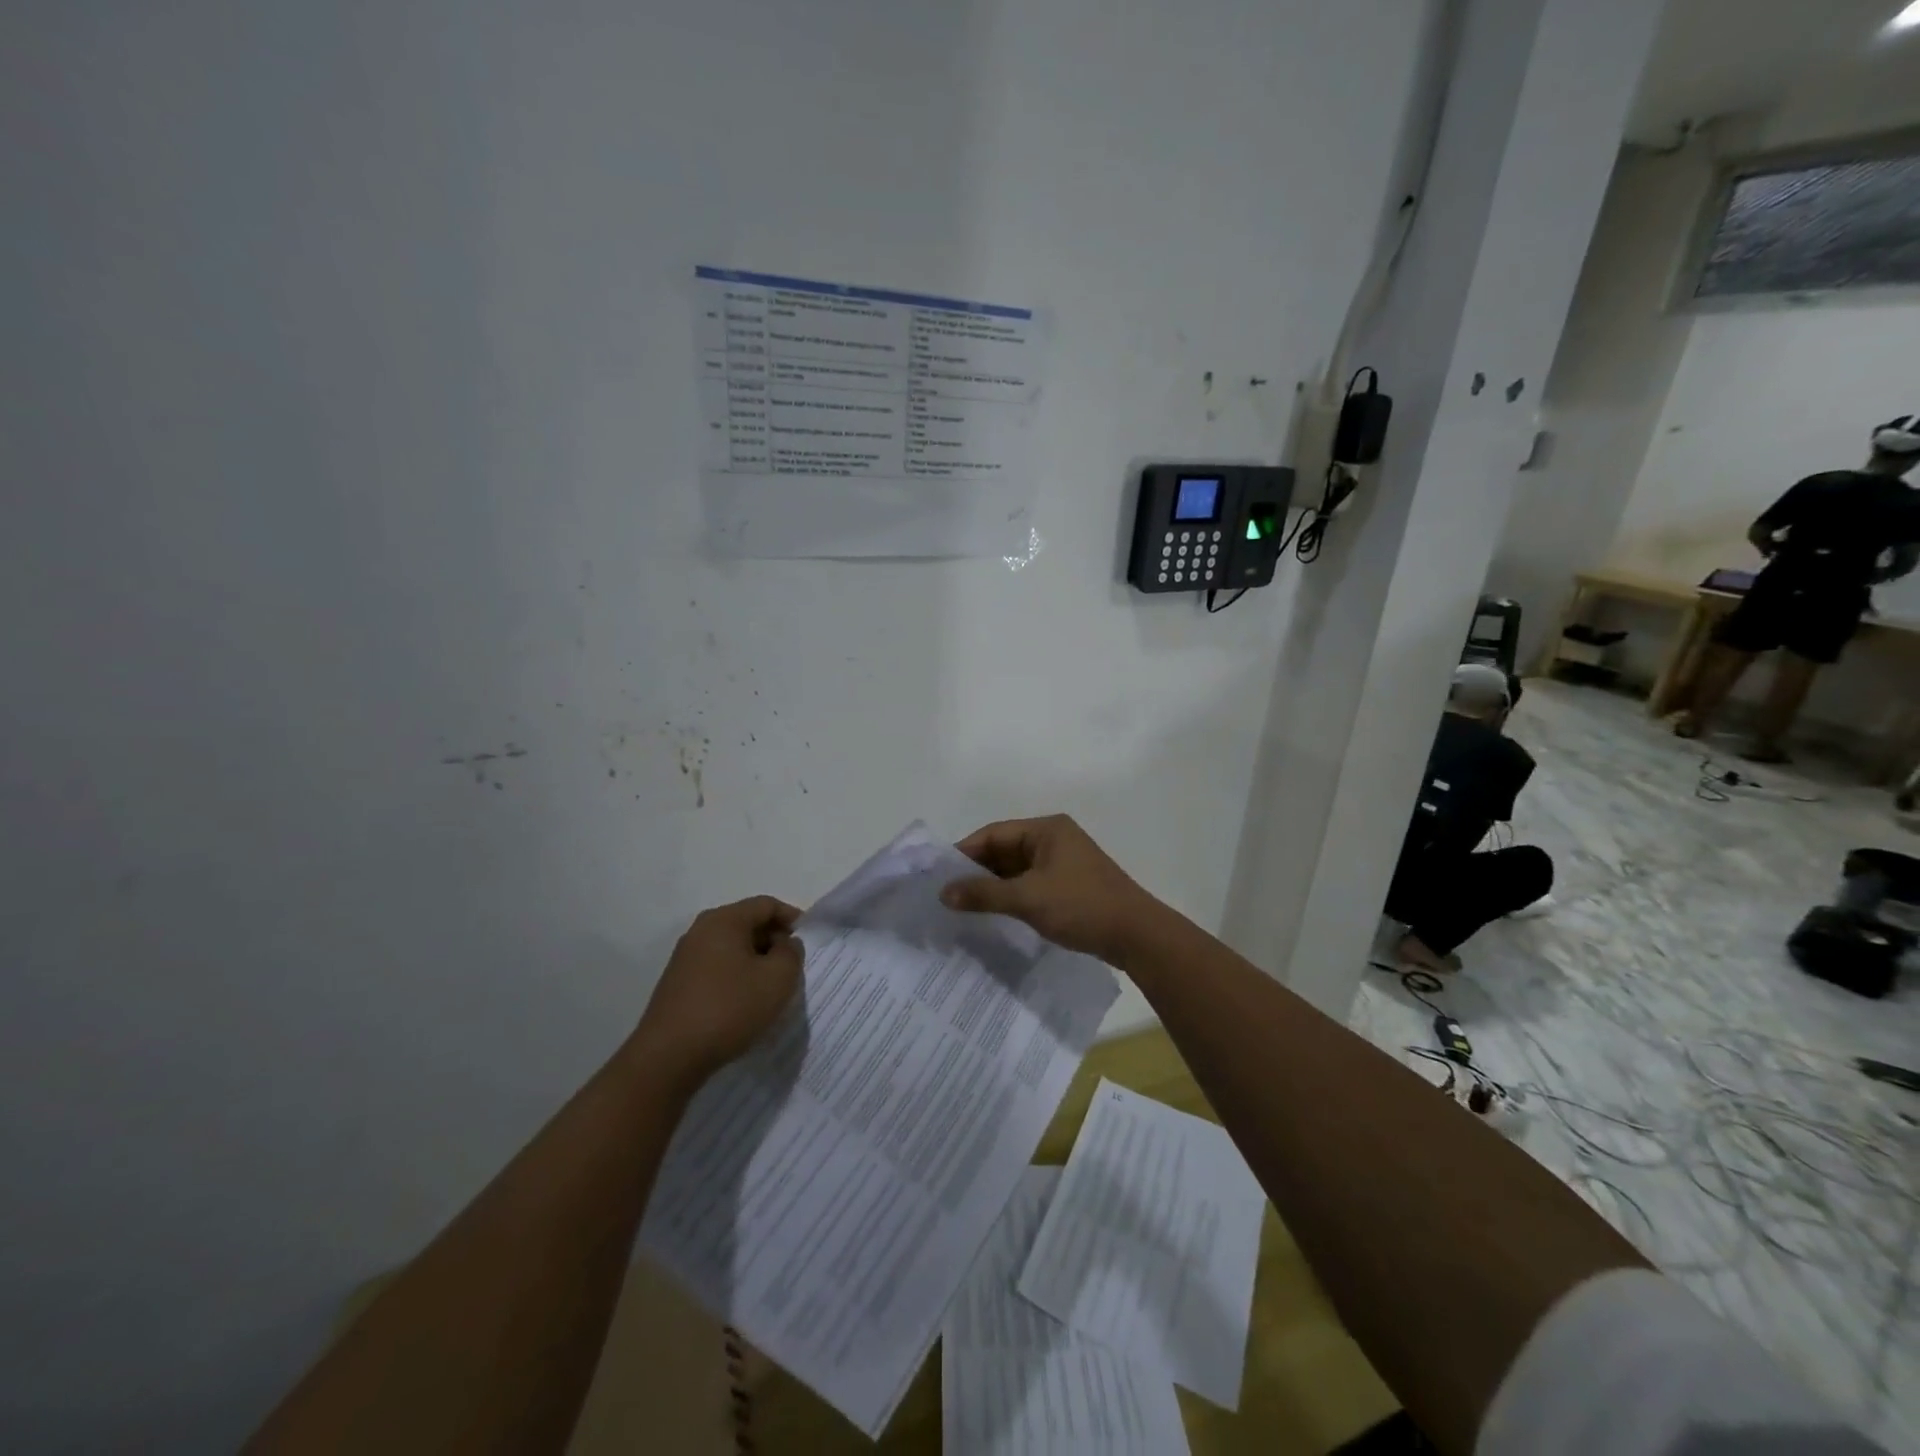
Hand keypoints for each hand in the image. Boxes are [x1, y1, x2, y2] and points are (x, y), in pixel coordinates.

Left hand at [632, 897, 802, 1090]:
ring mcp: (685, 957)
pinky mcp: (678, 983)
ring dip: (756, 960)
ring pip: (732, 947)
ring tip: (771, 987)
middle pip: (747, 923)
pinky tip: (745, 1003)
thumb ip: (791, 953)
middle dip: (774, 940)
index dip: (792, 917)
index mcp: (724, 920)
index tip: (808, 940)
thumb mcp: (778, 979)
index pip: (766, 905)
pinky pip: (717, 967)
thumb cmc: (729, 1008)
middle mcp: (701, 930)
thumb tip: (785, 944)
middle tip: (793, 966)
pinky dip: (737, 976)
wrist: (668, 1057)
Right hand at [939, 814, 1165, 965]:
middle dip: (977, 871)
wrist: (1137, 936)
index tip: (938, 874)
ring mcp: (1063, 863)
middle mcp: (1054, 839)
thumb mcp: (1028, 898)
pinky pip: (1030, 885)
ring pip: (1016, 870)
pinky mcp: (1069, 886)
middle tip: (946, 893)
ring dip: (993, 886)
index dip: (965, 852)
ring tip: (962, 906)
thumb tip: (944, 893)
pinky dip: (1011, 896)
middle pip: (1004, 850)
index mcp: (1046, 830)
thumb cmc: (1081, 906)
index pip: (994, 833)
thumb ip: (984, 893)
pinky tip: (993, 914)